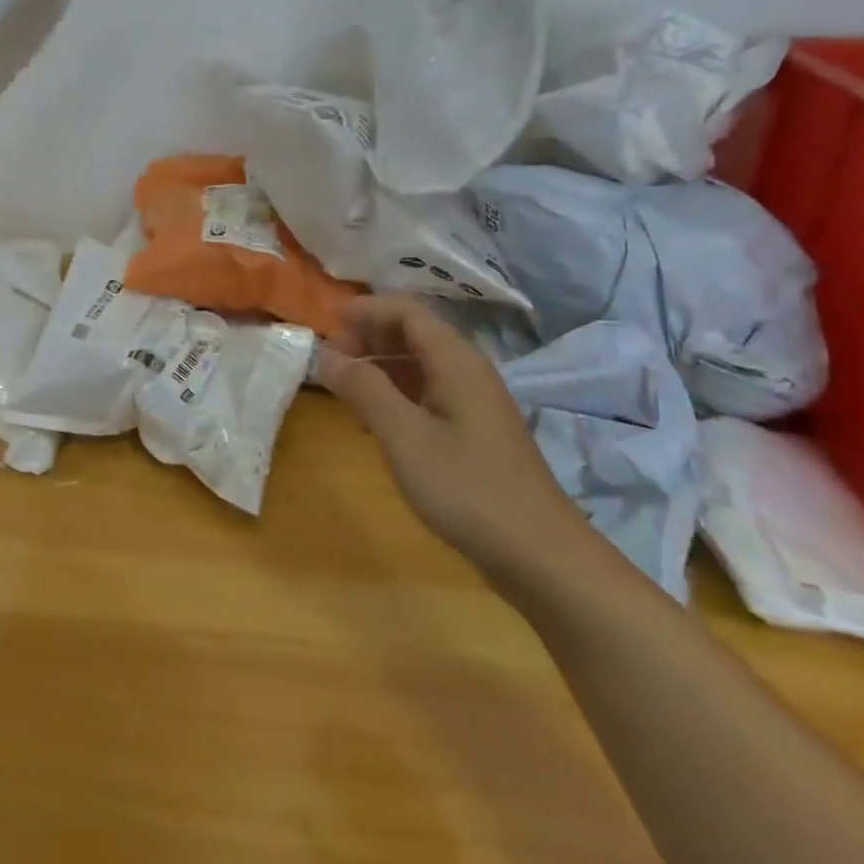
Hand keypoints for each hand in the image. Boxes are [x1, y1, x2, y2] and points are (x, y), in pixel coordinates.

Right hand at [317, 296, 600, 584]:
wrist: (538, 554)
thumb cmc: (466, 487)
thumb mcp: (404, 435)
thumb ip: (364, 388)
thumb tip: (326, 354)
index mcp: (456, 361)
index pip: (407, 311)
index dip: (365, 310)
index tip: (326, 324)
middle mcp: (467, 371)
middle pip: (413, 333)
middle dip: (368, 337)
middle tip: (330, 361)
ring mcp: (472, 403)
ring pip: (418, 364)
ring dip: (378, 366)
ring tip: (343, 388)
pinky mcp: (472, 432)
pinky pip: (426, 393)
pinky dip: (394, 393)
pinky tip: (372, 420)